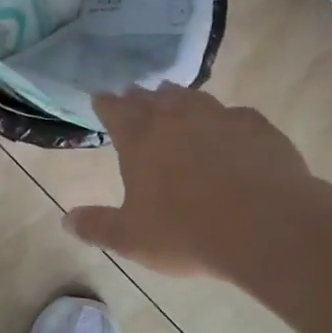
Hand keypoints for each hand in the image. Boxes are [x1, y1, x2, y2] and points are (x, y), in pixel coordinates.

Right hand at [66, 87, 311, 275]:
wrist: (265, 226)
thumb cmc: (186, 232)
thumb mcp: (131, 238)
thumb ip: (97, 227)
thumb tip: (66, 220)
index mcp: (140, 139)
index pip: (115, 110)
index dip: (106, 103)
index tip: (100, 98)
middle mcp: (177, 118)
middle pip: (152, 98)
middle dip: (140, 97)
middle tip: (134, 94)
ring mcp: (220, 117)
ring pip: (193, 98)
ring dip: (179, 97)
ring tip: (174, 97)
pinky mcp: (257, 127)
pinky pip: (234, 114)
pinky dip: (224, 118)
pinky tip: (229, 126)